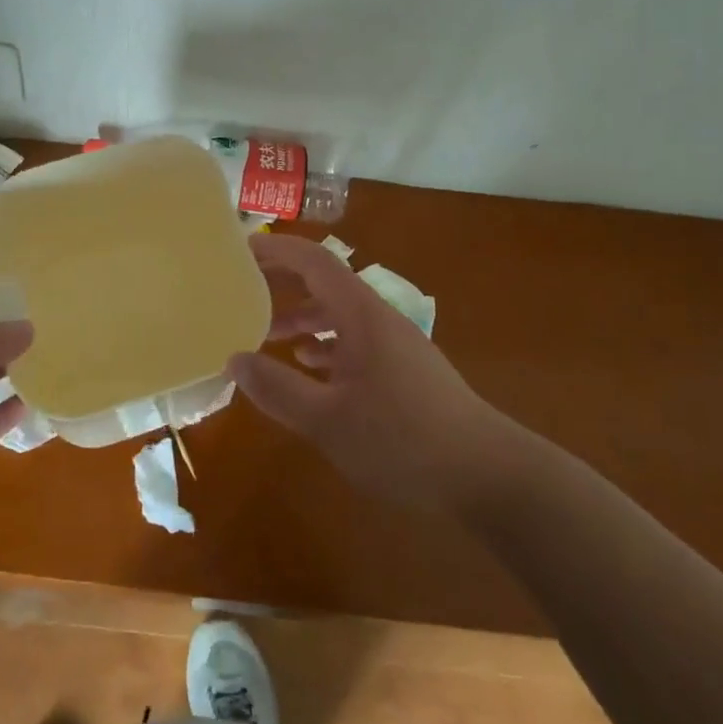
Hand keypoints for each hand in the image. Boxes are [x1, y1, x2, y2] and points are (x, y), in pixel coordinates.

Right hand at [228, 235, 509, 509]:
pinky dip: (325, 344)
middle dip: (284, 279)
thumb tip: (235, 359)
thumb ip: (278, 389)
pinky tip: (309, 366)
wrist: (487, 474)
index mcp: (361, 315)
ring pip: (339, 313)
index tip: (240, 249)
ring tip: (265, 332)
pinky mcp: (403, 370)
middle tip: (243, 285)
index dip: (277, 249)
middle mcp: (378, 318)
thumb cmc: (404, 441)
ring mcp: (394, 344)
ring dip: (302, 315)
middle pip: (325, 282)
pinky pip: (354, 340)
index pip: (314, 261)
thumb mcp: (328, 421)